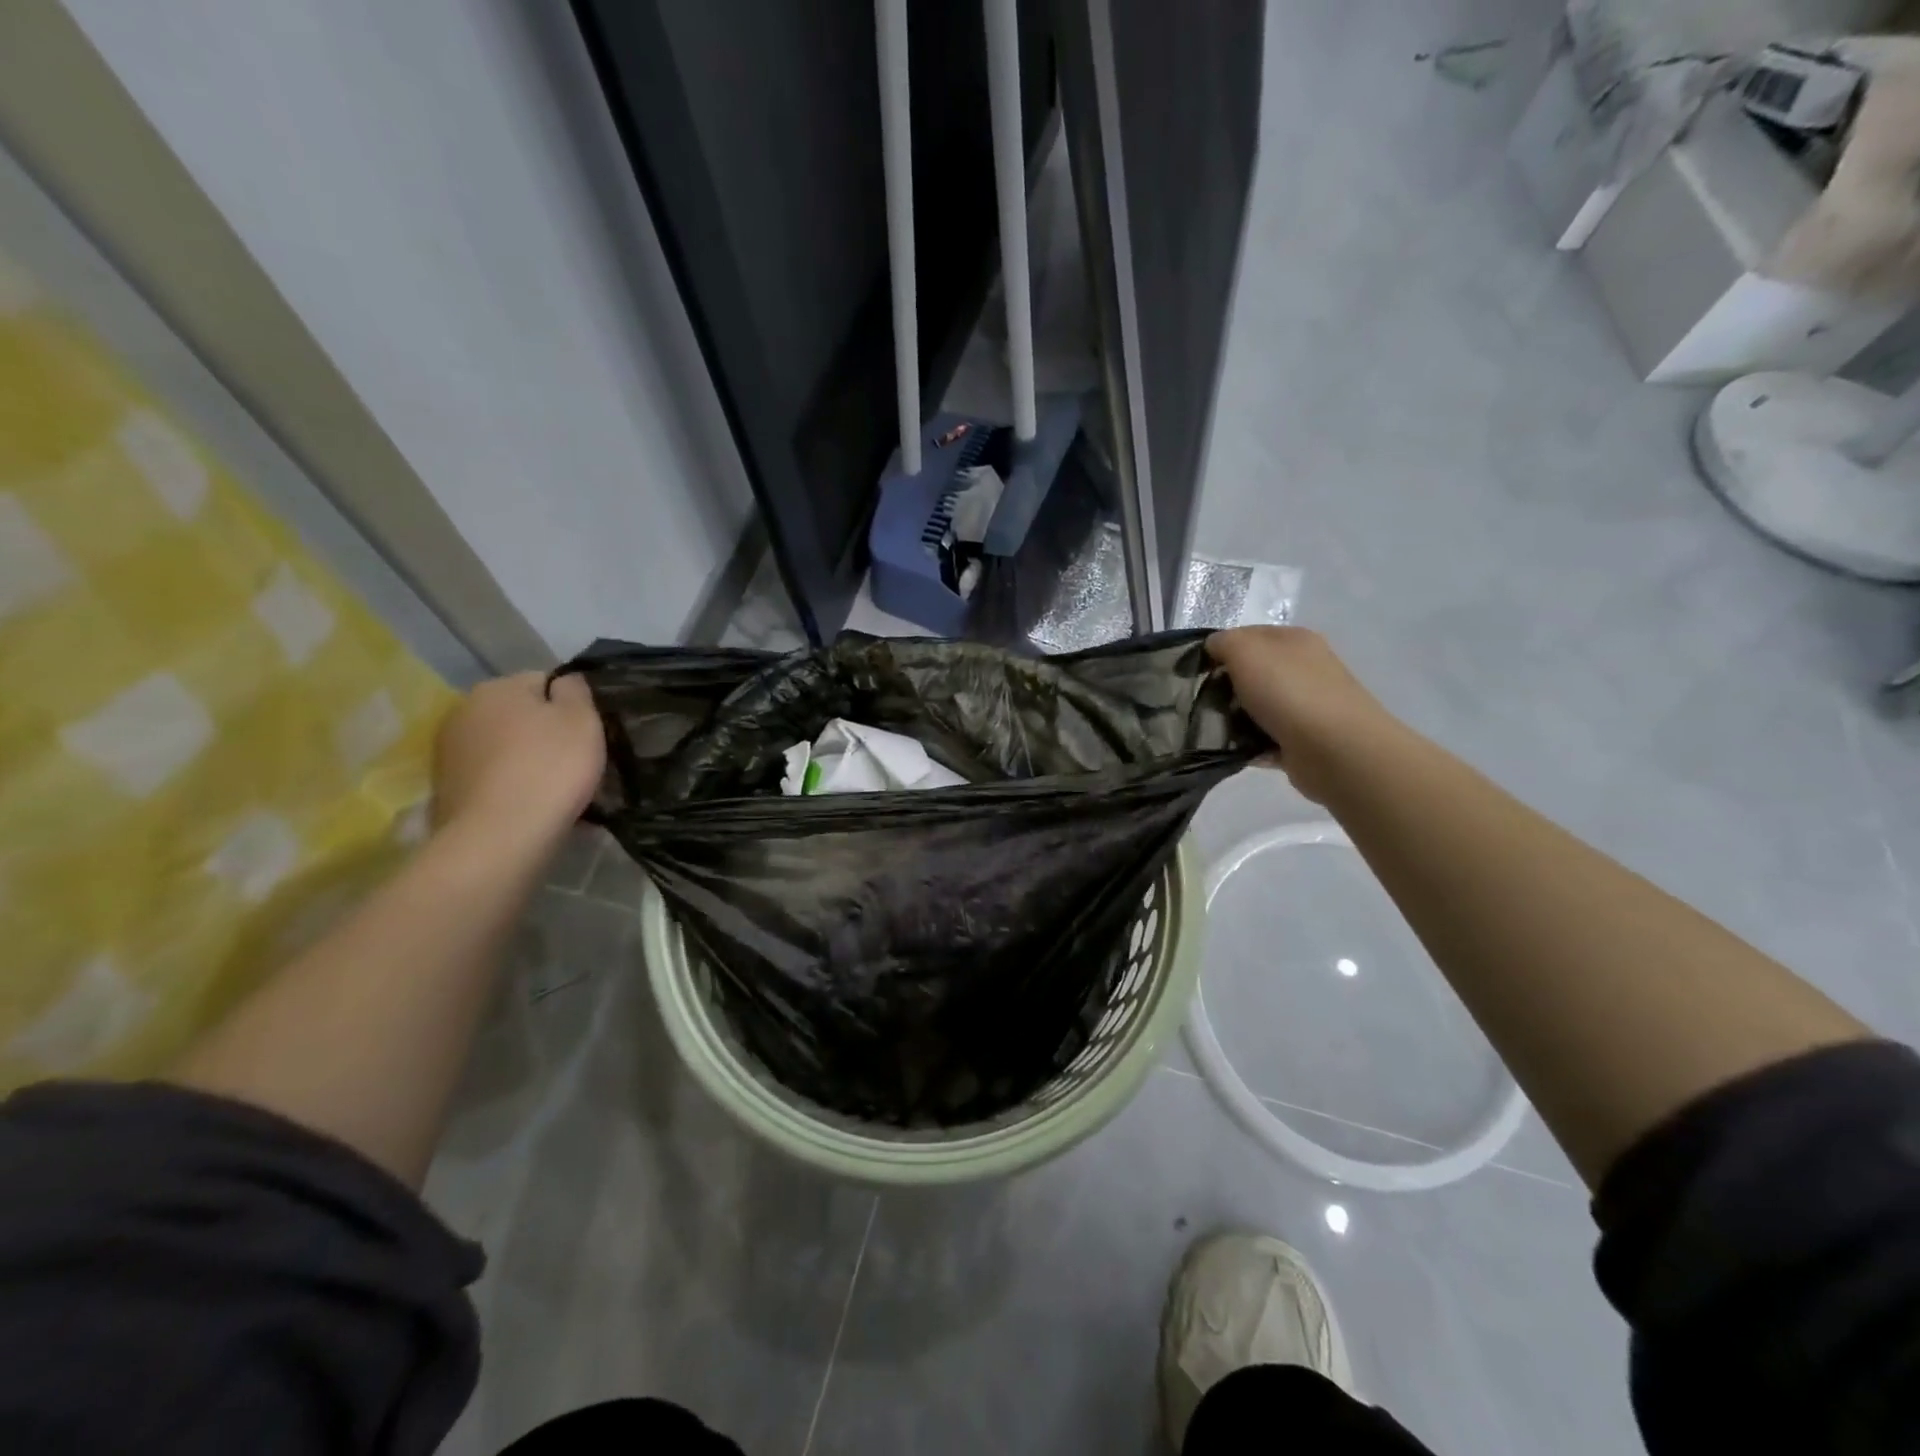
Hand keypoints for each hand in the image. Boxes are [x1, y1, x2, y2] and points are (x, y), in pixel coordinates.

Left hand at [432, 672, 605, 849]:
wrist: (500, 836)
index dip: (571, 705)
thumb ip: (576, 690)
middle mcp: (464, 710)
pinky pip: (492, 776)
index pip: (543, 681)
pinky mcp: (447, 788)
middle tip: (575, 761)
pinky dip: (510, 784)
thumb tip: (564, 681)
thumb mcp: (582, 720)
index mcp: (497, 688)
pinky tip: (530, 804)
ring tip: (553, 787)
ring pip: (504, 746)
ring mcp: (450, 751)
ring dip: (526, 758)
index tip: (587, 732)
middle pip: (519, 714)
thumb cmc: (550, 768)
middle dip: (544, 732)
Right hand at [1206, 627, 1399, 803]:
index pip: (1247, 636)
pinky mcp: (1303, 740)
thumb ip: (1223, 642)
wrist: (1335, 750)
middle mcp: (1304, 669)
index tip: (1195, 671)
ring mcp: (1306, 706)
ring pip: (1256, 708)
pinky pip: (1264, 739)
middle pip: (1252, 673)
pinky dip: (1248, 745)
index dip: (1219, 650)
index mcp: (1294, 640)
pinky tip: (1230, 751)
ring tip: (1210, 730)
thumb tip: (1213, 649)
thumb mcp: (1245, 650)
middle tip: (1199, 702)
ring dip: (1233, 719)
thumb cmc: (1288, 691)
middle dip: (1225, 687)